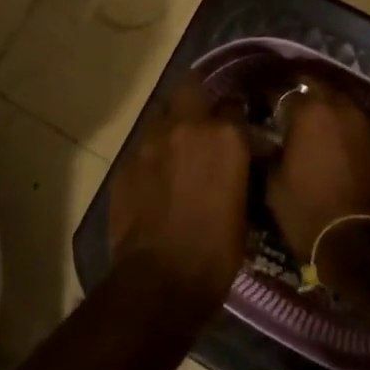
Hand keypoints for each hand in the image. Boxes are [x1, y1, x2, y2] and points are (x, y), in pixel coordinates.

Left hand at [108, 76, 251, 314]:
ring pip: (164, 117)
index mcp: (224, 136)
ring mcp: (150, 143)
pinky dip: (155, 155)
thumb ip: (240, 170)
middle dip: (199, 99)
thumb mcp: (245, 206)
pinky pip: (144, 147)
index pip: (234, 105)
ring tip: (181, 151)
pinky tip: (159, 178)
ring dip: (175, 127)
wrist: (160, 280)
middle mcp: (185, 127)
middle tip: (207, 121)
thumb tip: (242, 161)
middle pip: (191, 89)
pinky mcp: (125, 164)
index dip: (238, 117)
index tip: (241, 130)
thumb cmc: (217, 250)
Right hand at [264, 82, 369, 257]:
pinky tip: (334, 141)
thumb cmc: (305, 210)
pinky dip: (344, 126)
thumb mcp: (272, 181)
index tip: (259, 106)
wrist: (355, 241)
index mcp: (309, 112)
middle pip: (317, 87)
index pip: (283, 92)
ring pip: (341, 103)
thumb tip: (264, 138)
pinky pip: (357, 123)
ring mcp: (364, 123)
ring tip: (312, 123)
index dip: (268, 98)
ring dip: (325, 107)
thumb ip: (267, 150)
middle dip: (301, 92)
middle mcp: (339, 107)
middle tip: (286, 107)